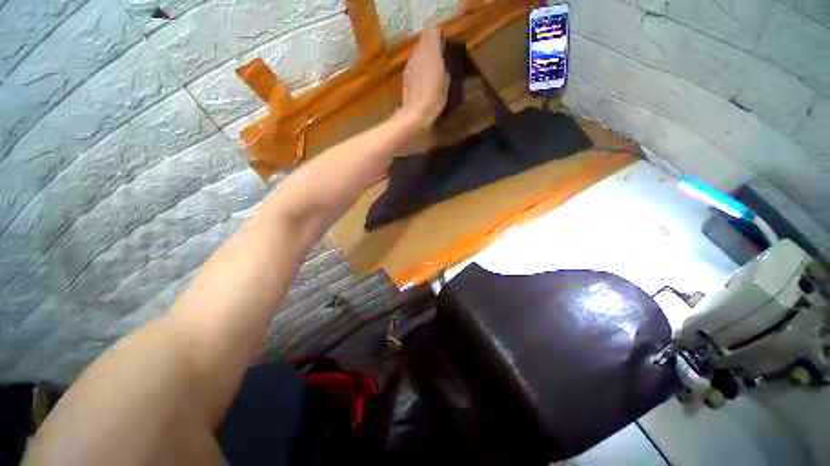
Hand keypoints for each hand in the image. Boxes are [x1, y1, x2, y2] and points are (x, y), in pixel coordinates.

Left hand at [399, 27, 448, 129]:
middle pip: (423, 40)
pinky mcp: (404, 76)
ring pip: (417, 52)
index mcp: (430, 51)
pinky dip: (418, 66)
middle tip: (440, 55)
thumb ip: (443, 64)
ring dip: (424, 55)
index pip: (433, 31)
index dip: (440, 35)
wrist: (416, 113)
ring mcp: (409, 65)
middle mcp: (417, 54)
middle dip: (431, 44)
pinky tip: (423, 79)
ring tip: (432, 67)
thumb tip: (441, 59)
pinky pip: (413, 64)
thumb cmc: (435, 97)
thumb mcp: (446, 80)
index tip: (445, 44)